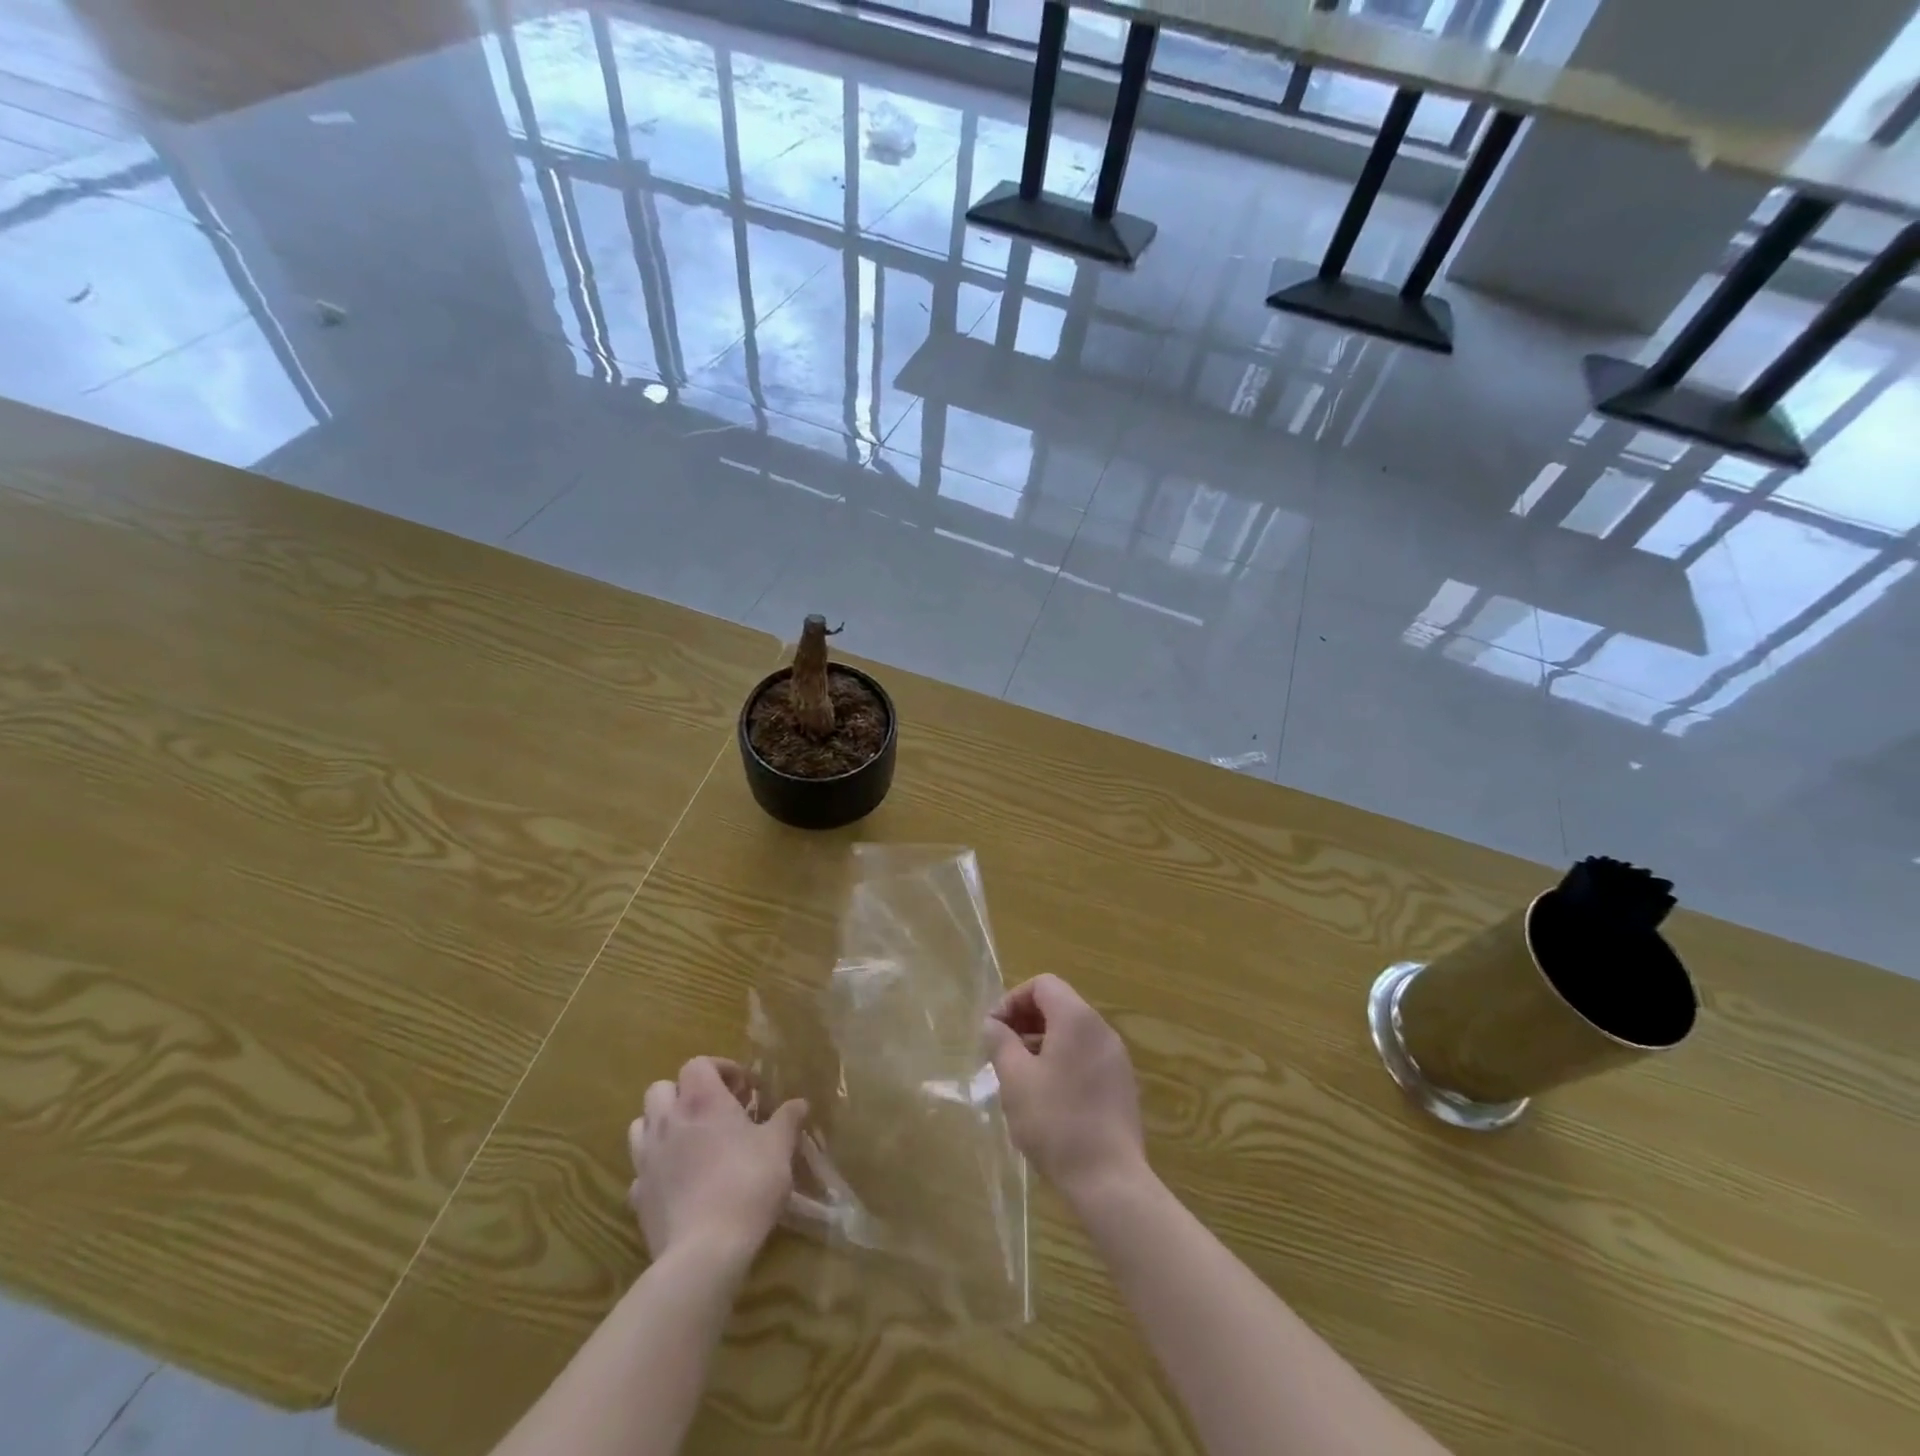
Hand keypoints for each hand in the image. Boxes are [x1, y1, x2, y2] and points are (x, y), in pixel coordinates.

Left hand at [627, 1057, 807, 1269]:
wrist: (704, 1251)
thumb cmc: (747, 1185)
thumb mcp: (779, 1147)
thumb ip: (787, 1119)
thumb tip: (799, 1103)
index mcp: (702, 1101)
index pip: (697, 1064)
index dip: (720, 1068)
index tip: (743, 1088)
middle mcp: (668, 1121)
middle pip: (661, 1088)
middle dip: (685, 1092)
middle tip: (713, 1111)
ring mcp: (646, 1159)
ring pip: (642, 1124)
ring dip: (663, 1124)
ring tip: (690, 1140)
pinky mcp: (637, 1195)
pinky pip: (642, 1169)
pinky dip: (657, 1167)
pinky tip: (679, 1181)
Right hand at [983, 975, 1145, 1204]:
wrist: (1110, 1181)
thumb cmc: (1056, 1122)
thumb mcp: (1015, 1079)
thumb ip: (1000, 1042)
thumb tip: (993, 1024)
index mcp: (1077, 1018)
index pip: (1042, 985)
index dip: (1012, 1000)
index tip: (994, 1031)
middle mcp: (1101, 1029)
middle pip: (1059, 1005)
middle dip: (1025, 1022)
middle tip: (1002, 1053)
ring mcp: (1116, 1058)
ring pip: (1072, 1034)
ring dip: (1041, 1044)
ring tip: (1020, 1078)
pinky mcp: (1122, 1085)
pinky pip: (1086, 1057)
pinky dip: (1062, 1062)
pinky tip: (1047, 1099)